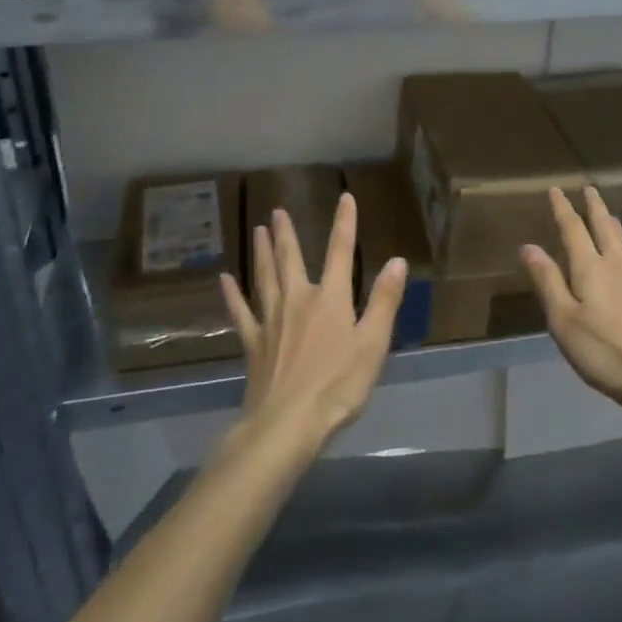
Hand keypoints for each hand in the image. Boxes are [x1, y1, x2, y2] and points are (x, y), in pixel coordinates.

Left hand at [219, 193, 406, 454]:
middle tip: (278, 210)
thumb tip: (396, 260)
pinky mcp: (253, 343)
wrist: (287, 423)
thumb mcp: (373, 344)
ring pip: (264, 277)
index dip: (344, 223)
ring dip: (261, 252)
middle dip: (287, 233)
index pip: (340, 251)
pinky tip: (225, 280)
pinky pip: (241, 312)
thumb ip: (384, 301)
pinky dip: (232, 295)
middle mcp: (298, 299)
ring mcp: (271, 320)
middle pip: (291, 259)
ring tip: (257, 230)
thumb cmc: (338, 385)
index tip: (345, 197)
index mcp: (331, 298)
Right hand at [522, 186, 621, 416]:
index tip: (556, 189)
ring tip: (612, 218)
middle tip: (590, 189)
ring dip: (617, 227)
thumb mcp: (563, 319)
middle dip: (596, 208)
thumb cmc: (603, 351)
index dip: (563, 208)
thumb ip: (547, 281)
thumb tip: (528, 245)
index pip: (573, 229)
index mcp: (590, 267)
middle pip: (606, 228)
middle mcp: (618, 266)